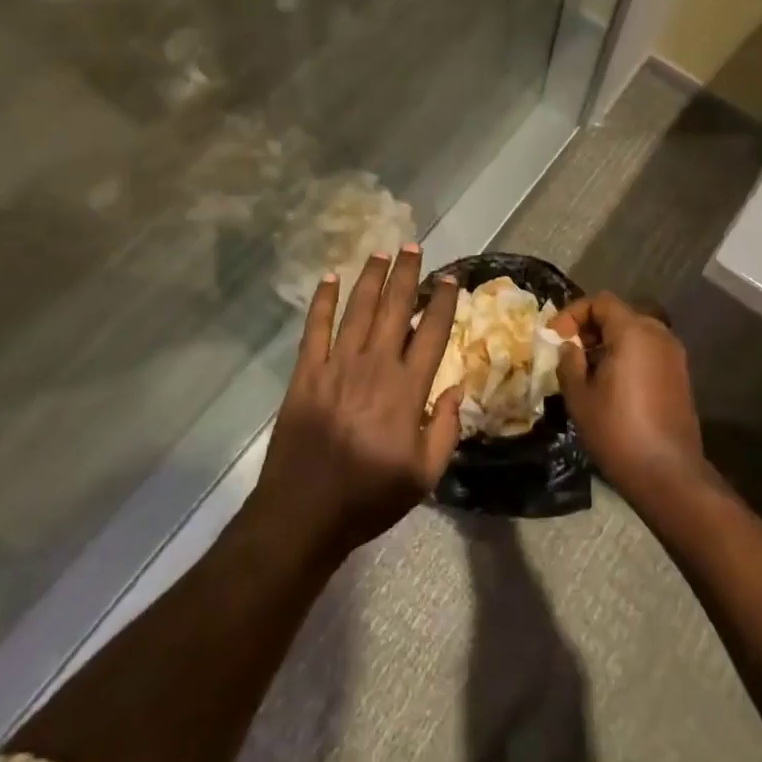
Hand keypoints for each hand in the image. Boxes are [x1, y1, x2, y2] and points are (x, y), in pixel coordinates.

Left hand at [250, 246, 462, 566]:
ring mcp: (336, 366)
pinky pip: (315, 328)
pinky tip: (329, 278)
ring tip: (380, 252)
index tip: (450, 278)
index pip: (432, 333)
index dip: (443, 302)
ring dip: (370, 278)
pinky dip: (322, 301)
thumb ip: (446, 429)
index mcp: (407, 390)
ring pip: (358, 309)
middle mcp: (374, 367)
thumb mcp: (424, 476)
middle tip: (412, 246)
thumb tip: (458, 388)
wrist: (303, 516)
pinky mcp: (306, 373)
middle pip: (395, 308)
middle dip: (406, 274)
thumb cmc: (369, 498)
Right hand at [553, 292, 705, 498]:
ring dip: (608, 342)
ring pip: (634, 333)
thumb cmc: (618, 432)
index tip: (556, 337)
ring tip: (587, 370)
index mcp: (633, 331)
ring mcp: (674, 354)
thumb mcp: (579, 397)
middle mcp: (658, 333)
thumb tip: (569, 347)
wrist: (669, 475)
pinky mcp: (680, 375)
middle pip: (619, 314)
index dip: (573, 314)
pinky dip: (627, 355)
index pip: (600, 302)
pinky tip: (612, 384)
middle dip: (590, 328)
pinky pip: (648, 351)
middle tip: (569, 352)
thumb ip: (569, 362)